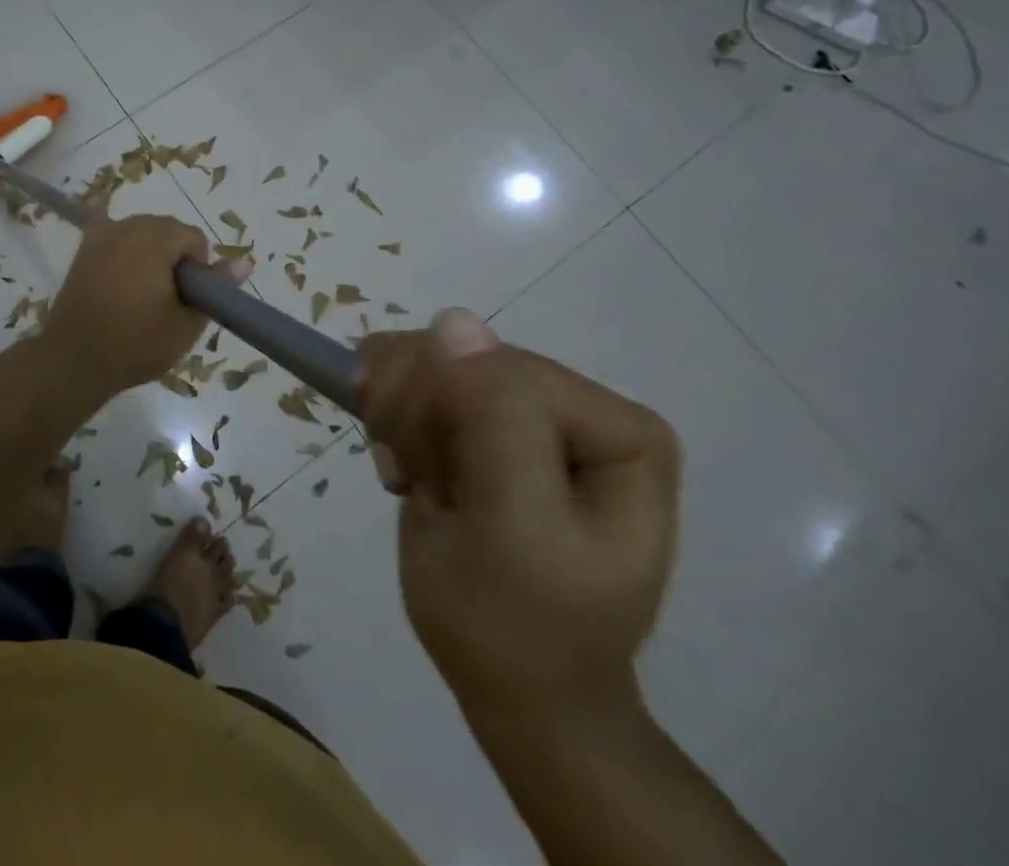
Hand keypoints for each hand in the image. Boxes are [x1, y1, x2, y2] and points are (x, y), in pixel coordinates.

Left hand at [40, 210, 248, 397]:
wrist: (73, 361)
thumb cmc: (135, 345)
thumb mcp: (185, 324)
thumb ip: (215, 289)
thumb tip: (244, 263)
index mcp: (155, 241)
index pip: (193, 238)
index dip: (198, 268)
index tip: (188, 298)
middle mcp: (128, 227)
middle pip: (167, 229)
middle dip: (175, 256)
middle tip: (168, 298)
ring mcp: (102, 236)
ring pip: (141, 230)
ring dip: (150, 250)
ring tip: (144, 290)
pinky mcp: (84, 250)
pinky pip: (105, 226)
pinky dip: (112, 227)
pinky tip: (108, 219)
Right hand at [357, 310, 680, 724]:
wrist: (512, 687)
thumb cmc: (519, 625)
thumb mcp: (515, 531)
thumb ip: (497, 420)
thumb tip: (454, 320)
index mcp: (618, 427)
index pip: (499, 367)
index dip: (444, 410)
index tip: (424, 476)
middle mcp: (577, 403)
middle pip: (460, 356)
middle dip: (418, 419)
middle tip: (420, 484)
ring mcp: (527, 406)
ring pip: (426, 358)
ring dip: (399, 420)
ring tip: (416, 481)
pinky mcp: (482, 415)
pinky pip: (411, 374)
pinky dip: (390, 419)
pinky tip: (407, 467)